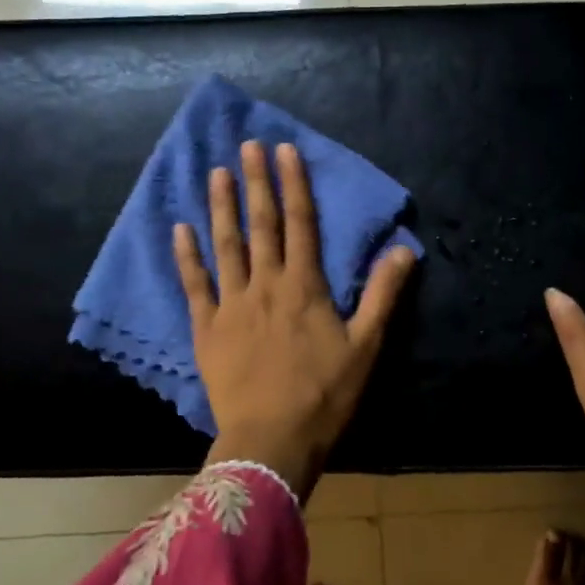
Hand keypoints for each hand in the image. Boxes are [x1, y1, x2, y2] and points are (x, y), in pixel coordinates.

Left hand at [175, 140, 415, 498]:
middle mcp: (266, 285)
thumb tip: (403, 249)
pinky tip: (181, 230)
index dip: (294, 184)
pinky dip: (188, 257)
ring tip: (217, 173)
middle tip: (247, 145)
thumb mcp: (365, 346)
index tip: (285, 149)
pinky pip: (195, 285)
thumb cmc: (324, 395)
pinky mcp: (207, 329)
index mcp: (304, 286)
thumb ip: (383, 295)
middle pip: (261, 225)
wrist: (272, 439)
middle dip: (256, 183)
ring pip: (227, 246)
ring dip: (222, 208)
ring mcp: (232, 305)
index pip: (301, 223)